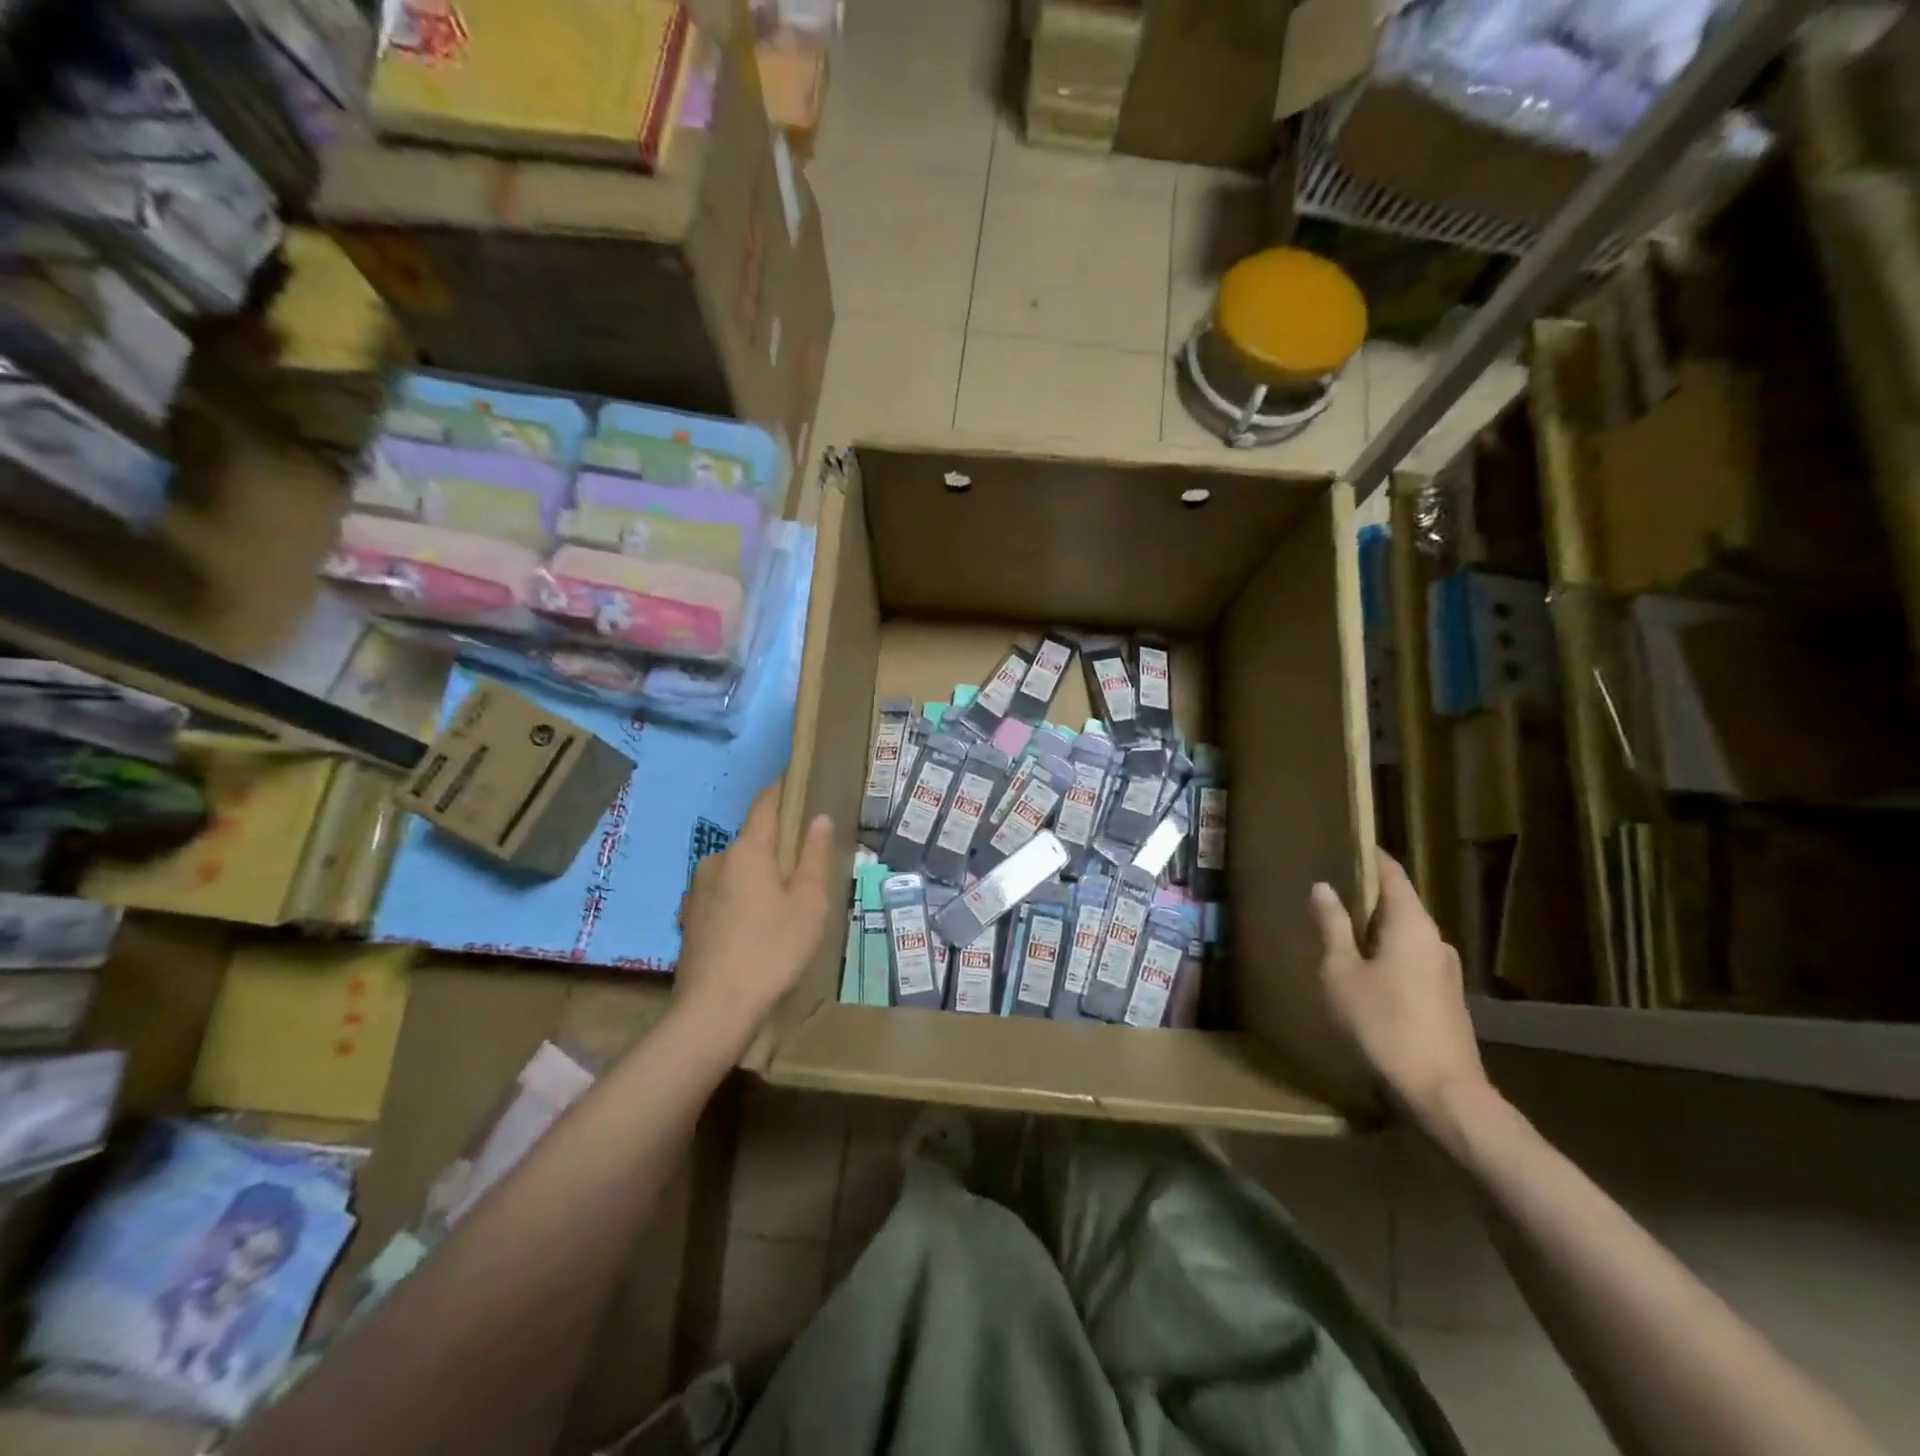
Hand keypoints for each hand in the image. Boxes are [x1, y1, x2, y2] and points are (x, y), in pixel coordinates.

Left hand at [675, 785, 832, 1042]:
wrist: (714, 1010)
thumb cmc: (772, 950)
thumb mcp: (809, 904)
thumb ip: (814, 857)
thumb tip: (819, 818)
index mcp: (747, 850)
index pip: (765, 804)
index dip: (782, 790)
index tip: (797, 781)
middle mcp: (716, 860)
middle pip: (752, 840)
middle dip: (776, 845)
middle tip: (805, 865)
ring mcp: (697, 890)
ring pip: (736, 869)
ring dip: (757, 875)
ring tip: (781, 903)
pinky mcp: (689, 918)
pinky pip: (722, 893)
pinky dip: (741, 898)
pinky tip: (754, 926)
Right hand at [1311, 851, 1488, 1126]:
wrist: (1443, 1093)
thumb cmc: (1384, 1024)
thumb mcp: (1341, 973)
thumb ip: (1332, 927)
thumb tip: (1323, 887)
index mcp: (1412, 924)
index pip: (1391, 873)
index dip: (1368, 856)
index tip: (1343, 844)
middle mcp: (1435, 940)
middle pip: (1399, 903)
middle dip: (1364, 895)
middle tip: (1328, 890)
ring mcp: (1445, 971)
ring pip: (1404, 935)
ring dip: (1374, 929)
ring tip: (1338, 932)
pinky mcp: (1446, 999)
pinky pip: (1411, 960)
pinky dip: (1386, 954)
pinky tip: (1362, 973)